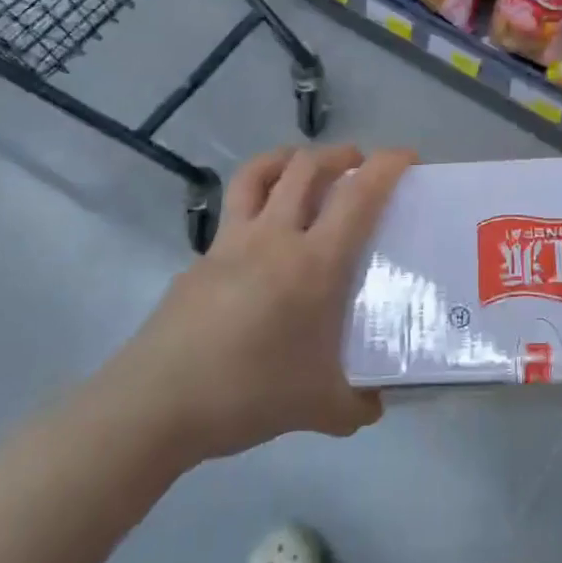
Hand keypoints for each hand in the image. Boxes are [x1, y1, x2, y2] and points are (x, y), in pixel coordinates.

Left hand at [131, 144, 414, 458]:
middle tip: (358, 164)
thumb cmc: (247, 394)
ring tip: (305, 168)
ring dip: (289, 158)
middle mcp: (274, 237)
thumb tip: (378, 400)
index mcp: (314, 263)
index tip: (406, 156)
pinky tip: (262, 238)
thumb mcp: (321, 408)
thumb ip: (359, 403)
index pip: (358, 195)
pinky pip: (233, 212)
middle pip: (307, 167)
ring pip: (259, 173)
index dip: (386, 166)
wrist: (155, 406)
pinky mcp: (201, 258)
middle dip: (339, 154)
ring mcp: (231, 242)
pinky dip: (256, 201)